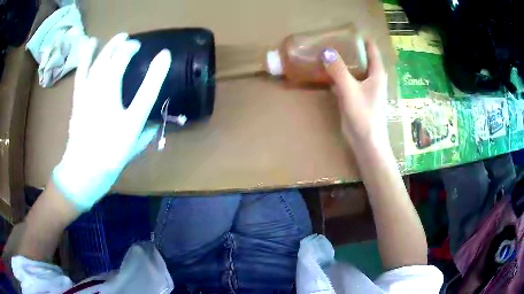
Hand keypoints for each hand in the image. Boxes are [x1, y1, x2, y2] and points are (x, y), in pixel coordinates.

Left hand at [53, 33, 170, 210]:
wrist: (81, 172)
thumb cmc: (108, 158)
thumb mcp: (132, 146)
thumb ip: (147, 130)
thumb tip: (157, 120)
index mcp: (121, 110)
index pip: (140, 82)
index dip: (155, 67)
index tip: (163, 54)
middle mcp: (104, 96)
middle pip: (115, 63)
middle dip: (126, 48)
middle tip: (134, 41)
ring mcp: (88, 94)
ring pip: (99, 63)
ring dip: (110, 47)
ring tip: (119, 37)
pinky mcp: (79, 98)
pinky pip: (82, 72)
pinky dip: (86, 56)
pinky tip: (90, 43)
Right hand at [322, 40, 387, 148]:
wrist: (366, 143)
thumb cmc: (364, 116)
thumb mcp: (350, 91)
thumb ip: (338, 71)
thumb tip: (325, 51)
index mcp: (377, 74)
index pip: (372, 50)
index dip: (362, 39)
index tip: (348, 31)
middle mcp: (372, 79)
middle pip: (362, 58)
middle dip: (349, 49)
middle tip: (332, 40)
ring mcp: (364, 89)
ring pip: (353, 69)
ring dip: (342, 62)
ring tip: (327, 52)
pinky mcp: (355, 98)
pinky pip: (346, 81)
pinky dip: (338, 75)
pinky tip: (326, 72)